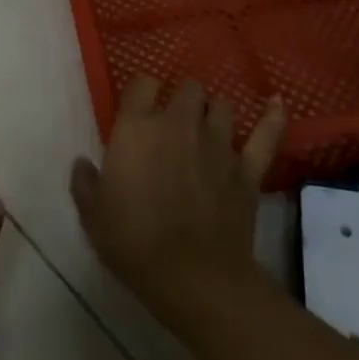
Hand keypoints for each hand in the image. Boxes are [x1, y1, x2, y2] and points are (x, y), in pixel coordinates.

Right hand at [69, 78, 283, 323]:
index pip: (142, 83)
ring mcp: (218, 143)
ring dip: (214, 113)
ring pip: (223, 105)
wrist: (192, 276)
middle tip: (174, 123)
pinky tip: (277, 104)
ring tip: (208, 128)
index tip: (138, 109)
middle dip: (182, 100)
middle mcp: (179, 122)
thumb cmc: (134, 241)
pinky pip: (265, 134)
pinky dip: (272, 118)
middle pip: (188, 88)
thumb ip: (85, 183)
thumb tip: (81, 163)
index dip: (141, 92)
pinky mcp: (246, 168)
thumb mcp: (93, 215)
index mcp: (138, 126)